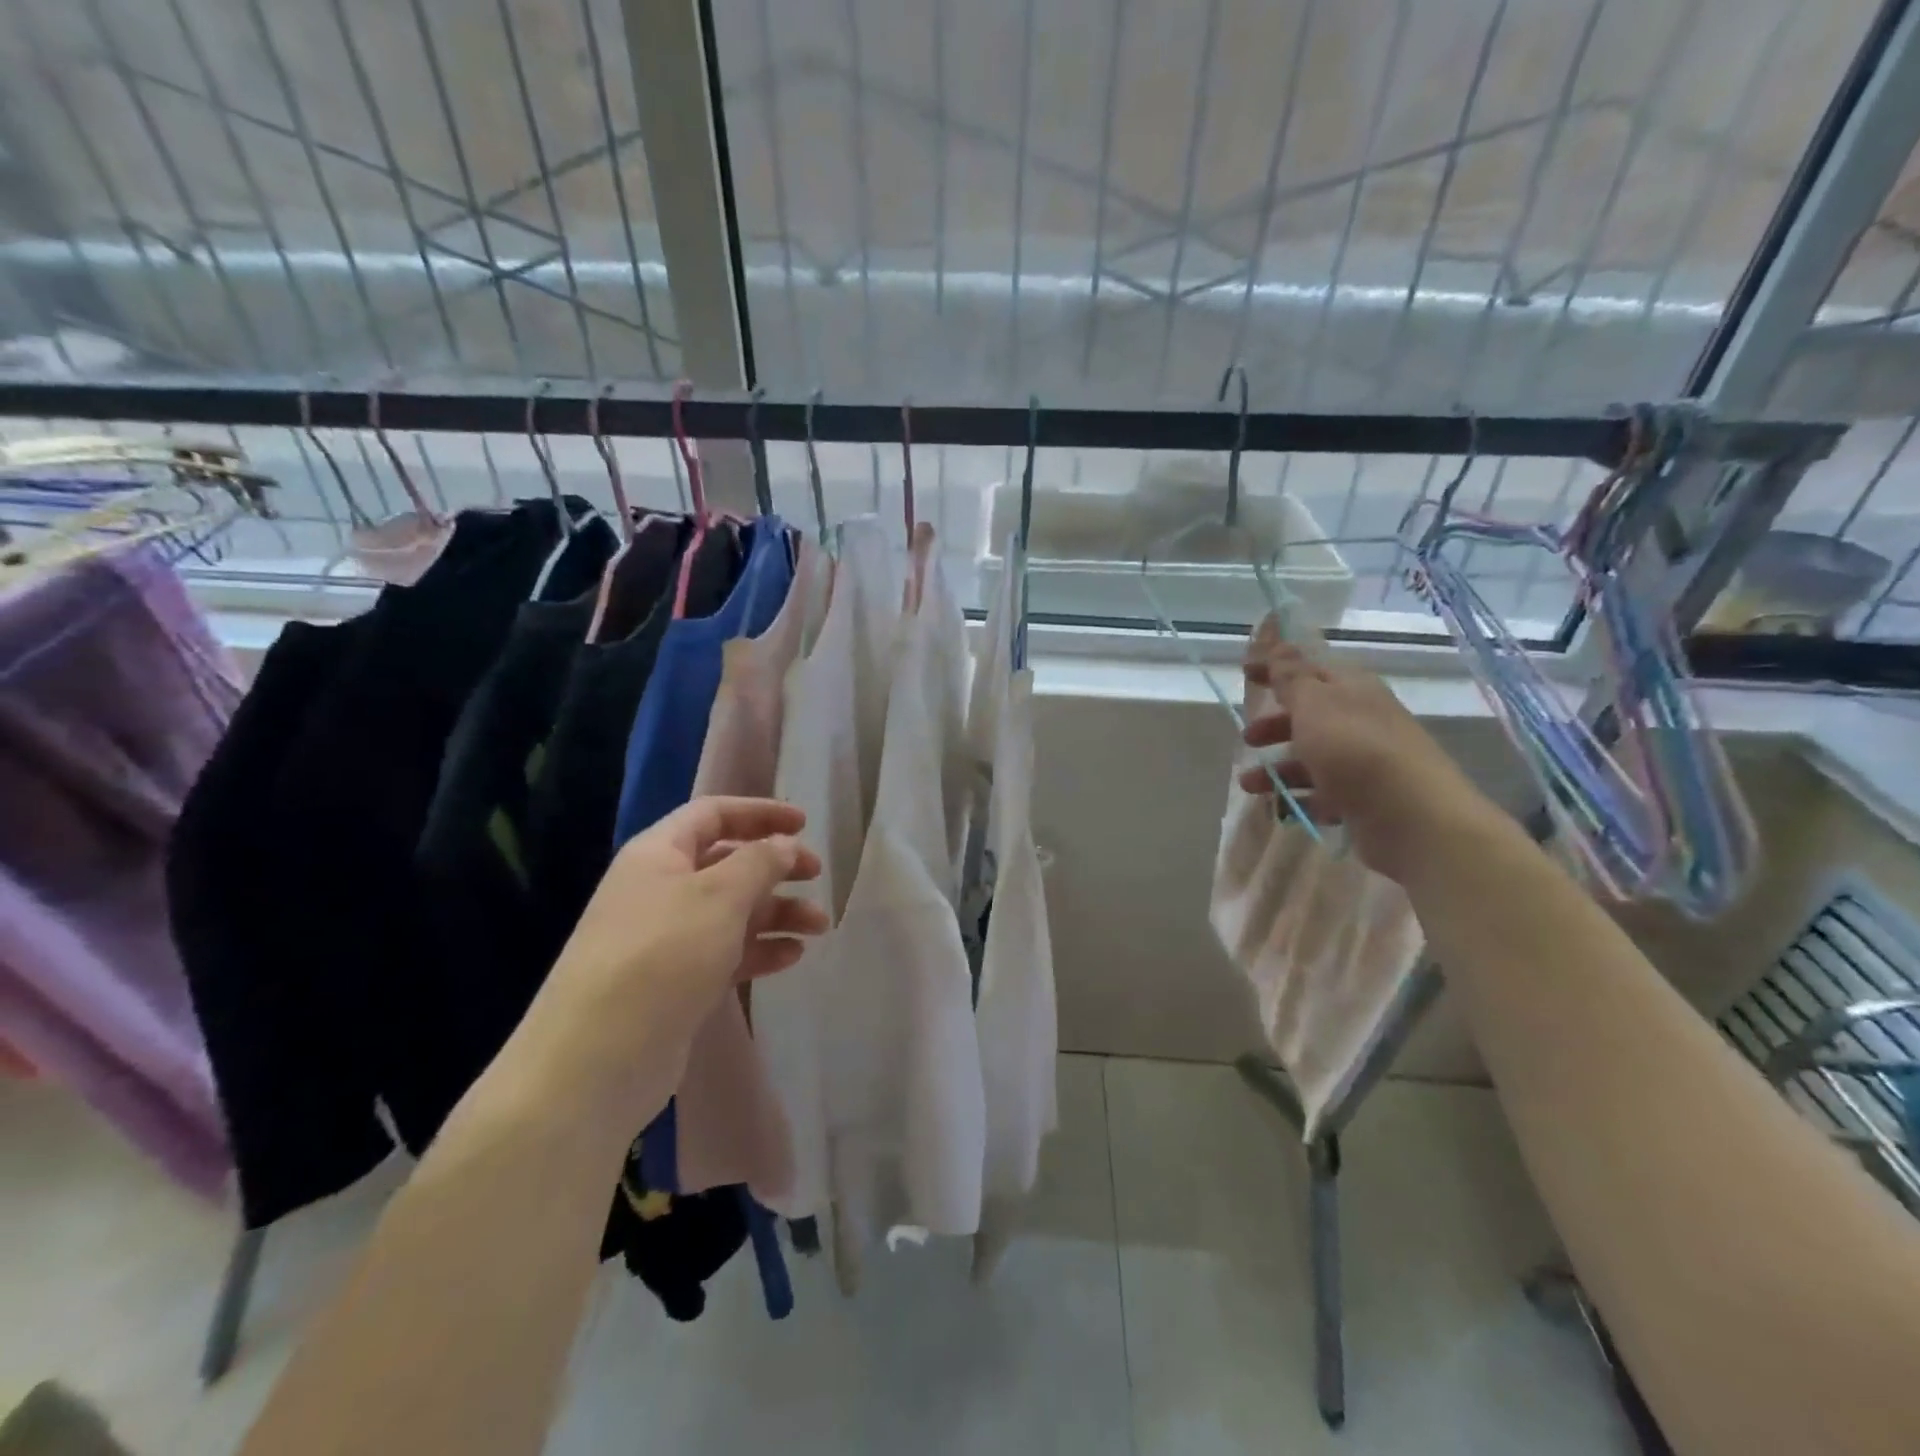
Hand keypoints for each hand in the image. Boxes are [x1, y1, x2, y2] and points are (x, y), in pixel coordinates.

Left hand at [516, 797, 827, 1121]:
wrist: (596, 1060)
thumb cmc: (662, 956)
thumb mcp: (718, 896)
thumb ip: (759, 862)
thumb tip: (785, 843)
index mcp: (658, 855)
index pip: (712, 814)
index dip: (759, 812)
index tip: (803, 823)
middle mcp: (660, 889)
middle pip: (727, 863)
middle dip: (775, 866)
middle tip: (817, 874)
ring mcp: (667, 939)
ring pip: (732, 911)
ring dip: (777, 913)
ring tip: (819, 926)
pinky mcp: (676, 982)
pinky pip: (727, 952)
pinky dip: (760, 950)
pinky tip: (792, 957)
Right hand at [1237, 618, 1500, 883]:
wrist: (1412, 818)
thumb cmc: (1355, 750)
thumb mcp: (1315, 705)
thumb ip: (1292, 677)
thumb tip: (1278, 643)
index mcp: (1353, 690)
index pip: (1310, 670)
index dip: (1277, 669)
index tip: (1245, 672)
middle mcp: (1362, 721)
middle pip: (1311, 717)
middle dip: (1275, 726)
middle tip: (1248, 739)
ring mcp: (1366, 763)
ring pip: (1313, 759)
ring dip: (1278, 769)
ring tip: (1250, 786)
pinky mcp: (1365, 800)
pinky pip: (1325, 794)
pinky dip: (1301, 798)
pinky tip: (1282, 808)